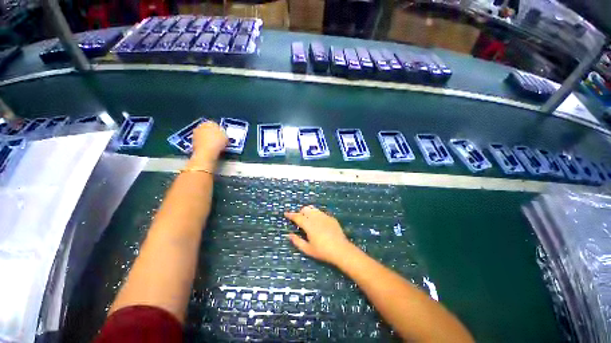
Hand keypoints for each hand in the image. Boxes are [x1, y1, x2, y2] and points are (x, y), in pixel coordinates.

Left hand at [191, 121, 228, 163]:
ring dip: (207, 138)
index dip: (219, 130)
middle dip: (212, 133)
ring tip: (213, 145)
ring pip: (203, 135)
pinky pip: (200, 141)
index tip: (222, 136)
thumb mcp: (226, 137)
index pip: (215, 125)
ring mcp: (195, 133)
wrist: (206, 152)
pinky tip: (209, 148)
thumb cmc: (218, 142)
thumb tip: (221, 134)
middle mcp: (200, 126)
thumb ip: (223, 133)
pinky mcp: (192, 141)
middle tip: (218, 140)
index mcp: (209, 123)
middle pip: (208, 129)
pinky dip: (204, 143)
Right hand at [285, 206, 354, 264]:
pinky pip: (321, 212)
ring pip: (313, 209)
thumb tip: (289, 235)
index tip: (286, 214)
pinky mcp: (331, 217)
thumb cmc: (322, 251)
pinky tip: (319, 222)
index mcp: (308, 224)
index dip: (291, 215)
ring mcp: (324, 216)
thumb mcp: (307, 249)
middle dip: (300, 212)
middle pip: (305, 209)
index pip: (297, 217)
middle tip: (299, 219)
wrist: (341, 249)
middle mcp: (315, 217)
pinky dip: (316, 215)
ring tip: (308, 219)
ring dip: (308, 212)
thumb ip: (297, 241)